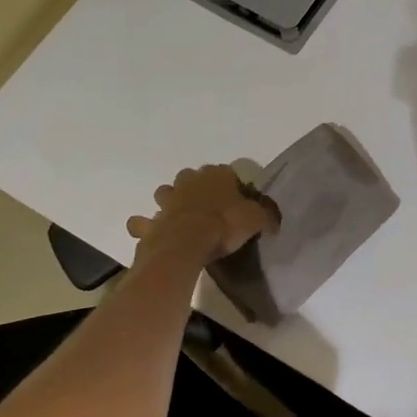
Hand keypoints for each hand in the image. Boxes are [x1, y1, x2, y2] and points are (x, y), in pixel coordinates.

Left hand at [127, 164, 279, 264]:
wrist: (186, 244)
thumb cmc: (225, 224)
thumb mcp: (256, 219)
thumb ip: (266, 217)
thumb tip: (274, 222)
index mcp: (216, 175)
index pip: (226, 173)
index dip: (232, 186)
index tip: (237, 200)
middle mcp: (189, 182)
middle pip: (191, 178)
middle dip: (196, 188)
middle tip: (208, 206)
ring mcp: (167, 201)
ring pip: (165, 193)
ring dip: (170, 201)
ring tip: (180, 216)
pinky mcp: (151, 222)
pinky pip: (143, 222)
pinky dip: (145, 226)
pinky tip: (151, 233)